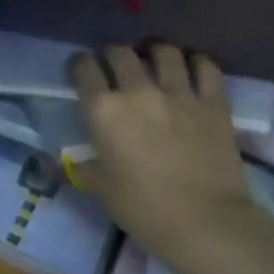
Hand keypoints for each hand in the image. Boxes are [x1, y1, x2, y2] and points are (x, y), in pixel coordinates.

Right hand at [72, 44, 254, 266]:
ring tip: (154, 59)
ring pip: (165, 51)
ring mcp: (179, 93)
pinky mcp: (213, 102)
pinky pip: (205, 66)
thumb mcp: (100, 187)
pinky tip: (191, 69)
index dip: (79, 65)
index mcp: (104, 111)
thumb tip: (60, 161)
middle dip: (113, 54)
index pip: (84, 69)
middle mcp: (138, 91)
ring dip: (155, 51)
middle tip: (115, 65)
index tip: (80, 70)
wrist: (204, 223)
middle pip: (121, 52)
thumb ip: (81, 165)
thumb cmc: (143, 209)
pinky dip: (196, 62)